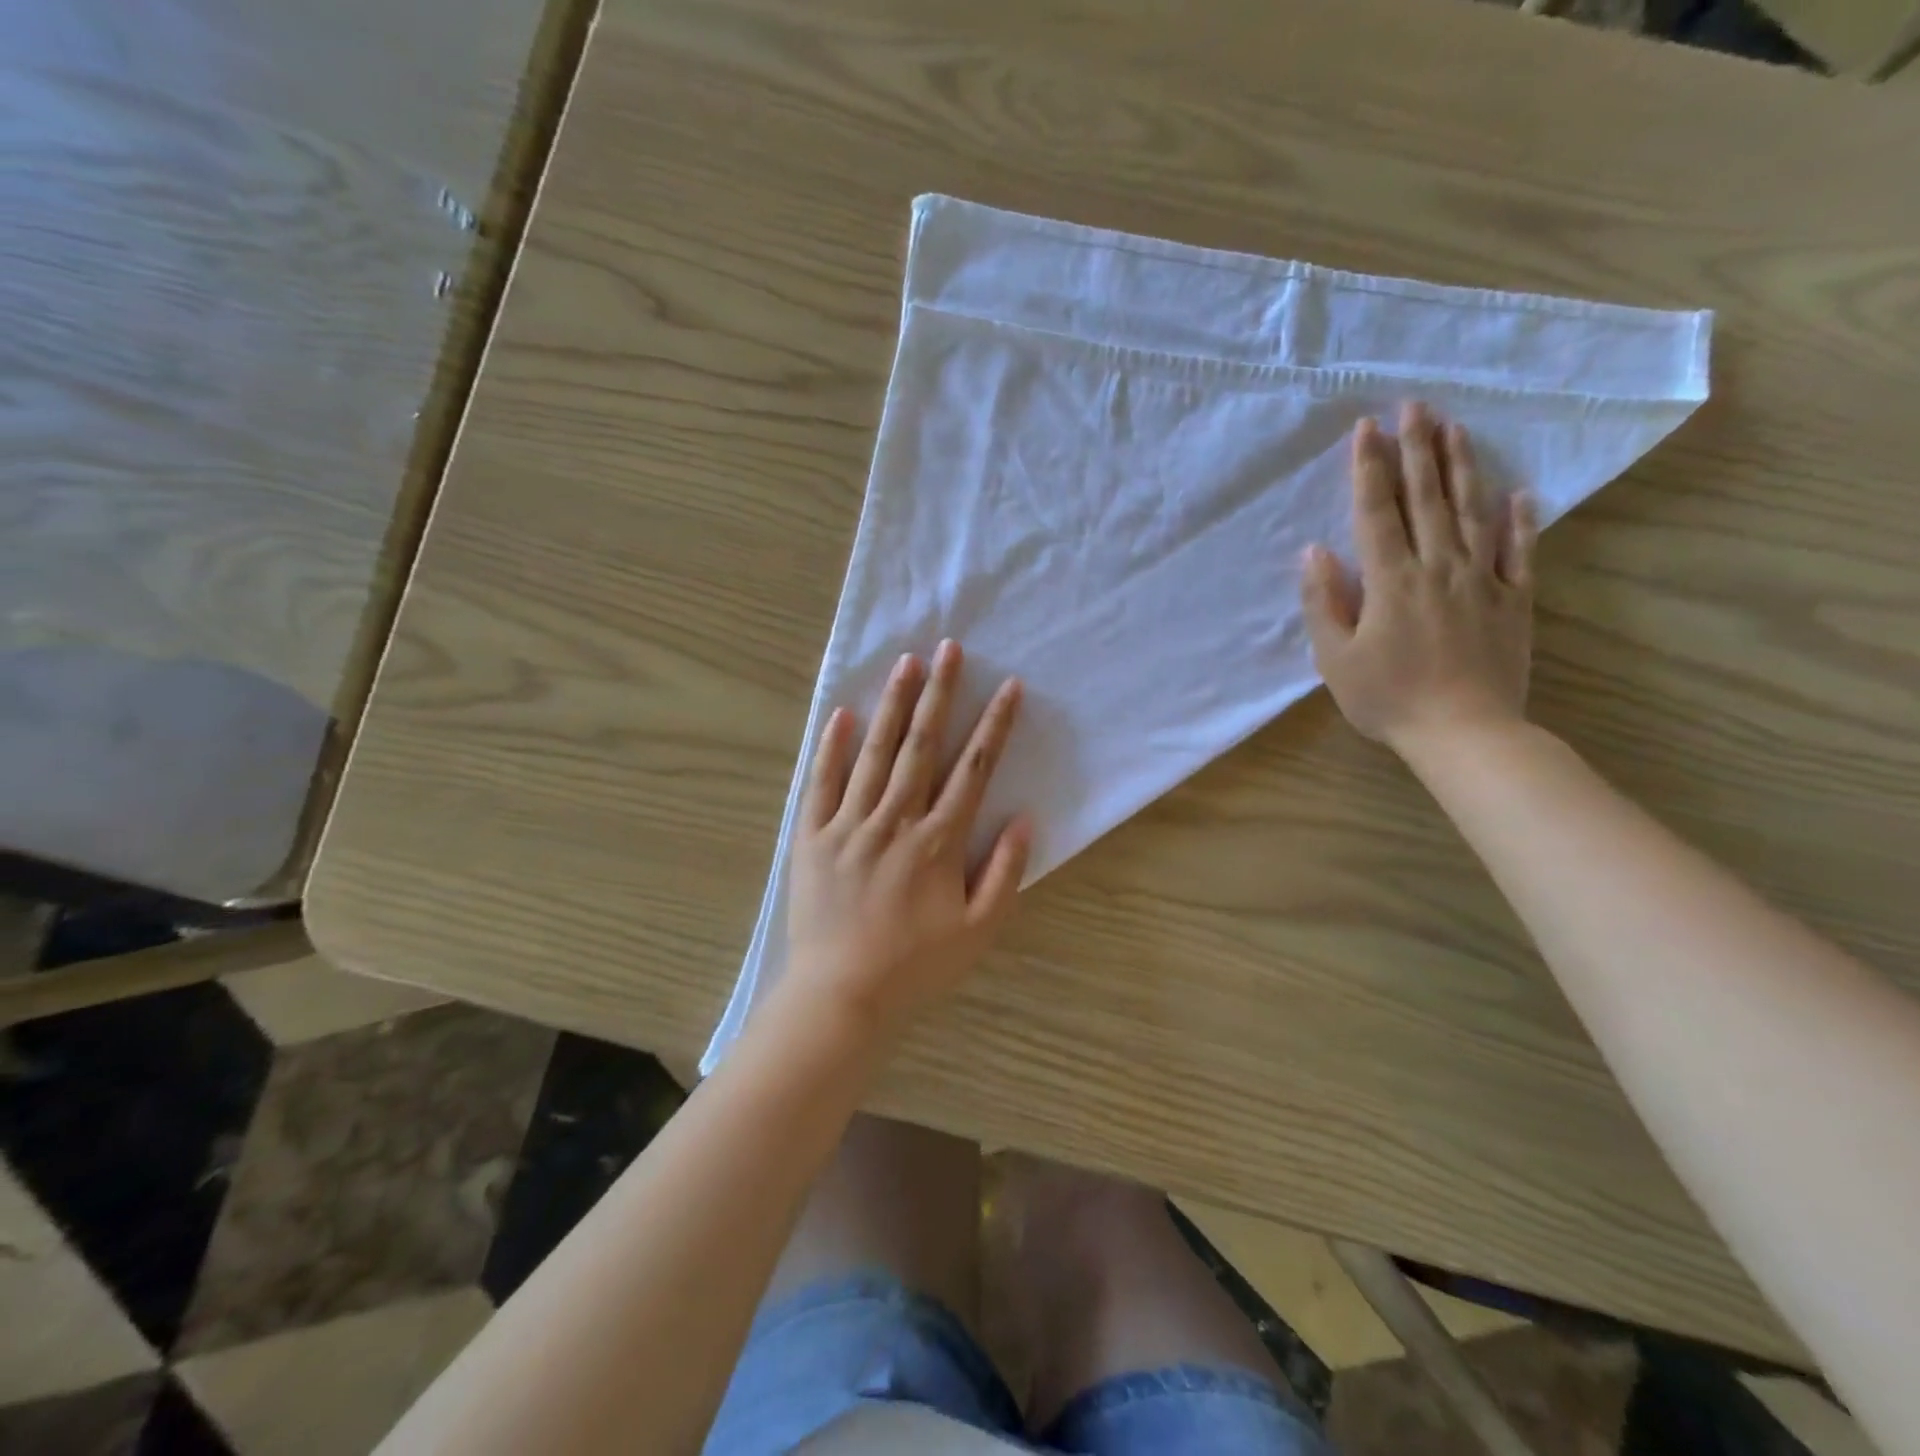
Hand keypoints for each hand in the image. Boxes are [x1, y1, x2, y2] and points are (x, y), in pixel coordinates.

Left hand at [782, 640, 1031, 1039]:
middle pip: (922, 746)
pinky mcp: (811, 837)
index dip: (993, 726)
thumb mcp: (977, 931)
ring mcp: (848, 825)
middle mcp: (894, 820)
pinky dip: (831, 747)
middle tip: (949, 648)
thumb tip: (1024, 820)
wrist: (840, 997)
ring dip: (892, 705)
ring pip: (874, 753)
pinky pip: (821, 783)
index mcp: (937, 841)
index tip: (1008, 687)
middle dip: (939, 694)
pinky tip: (841, 713)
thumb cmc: (915, 967)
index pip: (972, 770)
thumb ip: (1003, 873)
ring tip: (905, 664)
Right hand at [1302, 403, 1538, 756]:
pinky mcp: (1514, 601)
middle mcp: (1438, 568)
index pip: (1377, 512)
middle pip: (1427, 499)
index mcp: (1391, 581)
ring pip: (1473, 513)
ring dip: (1462, 468)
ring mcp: (1482, 581)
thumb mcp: (1335, 659)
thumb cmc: (1387, 699)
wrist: (1463, 733)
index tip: (1367, 428)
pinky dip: (1521, 520)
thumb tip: (1314, 552)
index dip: (1370, 468)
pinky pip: (1520, 552)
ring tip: (1457, 429)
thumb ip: (1323, 603)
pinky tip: (1520, 493)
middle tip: (1416, 405)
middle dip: (1418, 449)